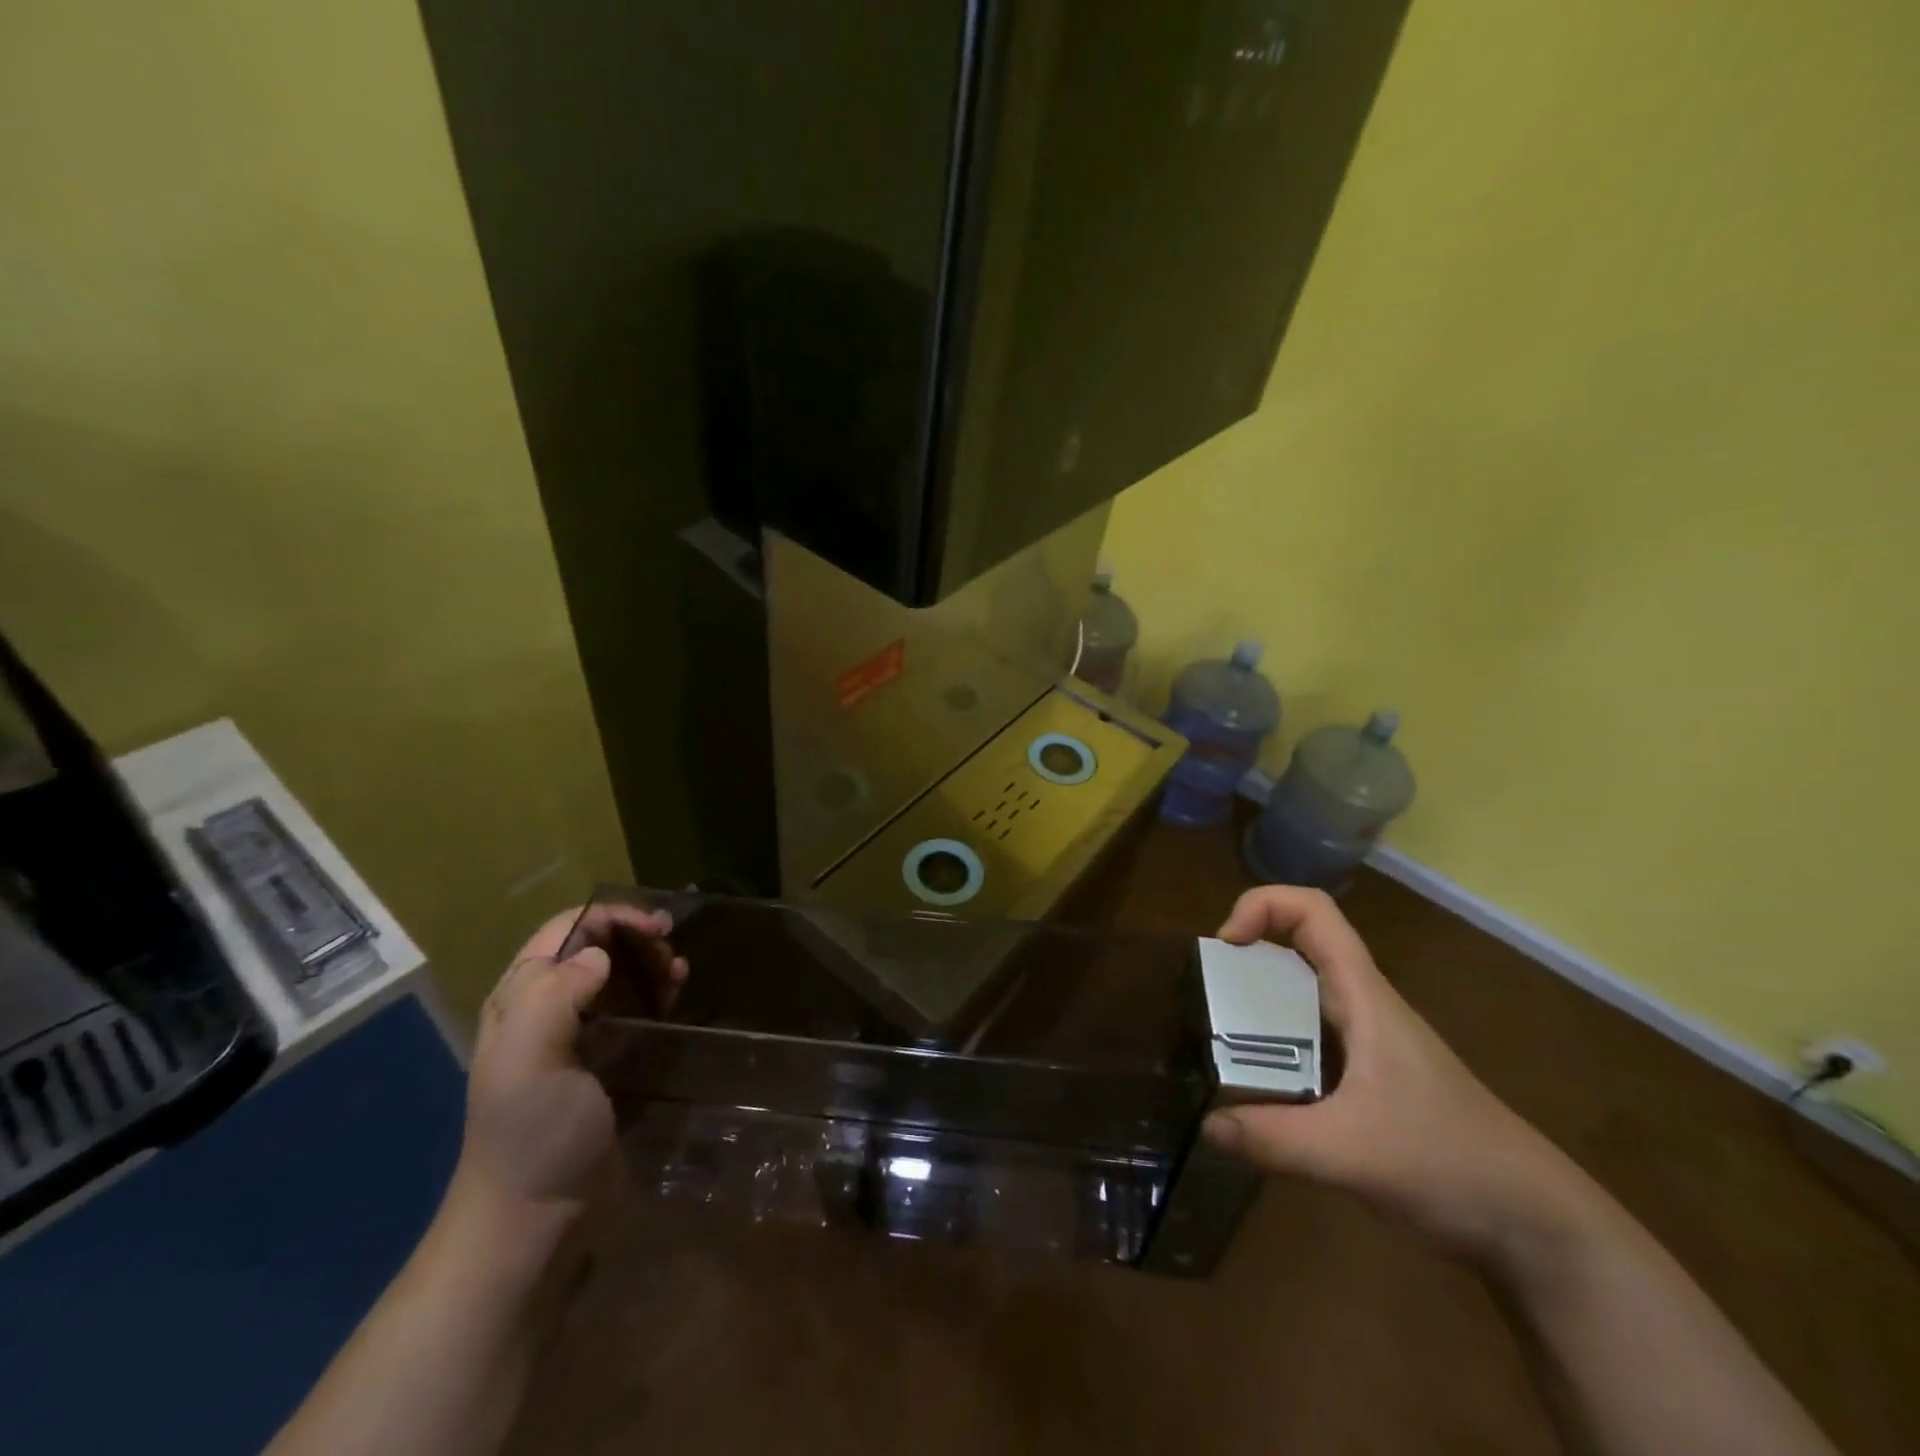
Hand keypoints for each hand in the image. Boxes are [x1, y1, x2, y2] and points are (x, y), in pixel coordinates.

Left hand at [455, 904, 686, 1217]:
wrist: (537, 1216)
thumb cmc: (533, 1134)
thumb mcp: (527, 1062)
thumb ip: (553, 997)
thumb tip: (599, 955)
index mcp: (520, 999)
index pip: (565, 929)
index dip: (611, 917)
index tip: (656, 927)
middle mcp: (545, 1007)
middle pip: (595, 946)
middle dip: (635, 937)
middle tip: (671, 952)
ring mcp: (577, 1034)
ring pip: (617, 974)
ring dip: (650, 963)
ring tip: (680, 972)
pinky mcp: (605, 1059)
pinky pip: (632, 1007)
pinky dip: (656, 992)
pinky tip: (677, 995)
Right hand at [1204, 886, 1591, 1267]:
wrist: (1536, 1226)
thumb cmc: (1450, 1163)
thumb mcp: (1352, 1153)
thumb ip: (1273, 1139)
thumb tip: (1205, 1125)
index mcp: (1363, 996)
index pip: (1313, 911)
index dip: (1261, 905)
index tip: (1225, 947)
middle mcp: (1362, 1006)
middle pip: (1299, 946)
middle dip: (1247, 956)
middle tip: (1208, 998)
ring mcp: (1367, 1044)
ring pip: (1302, 995)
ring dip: (1257, 1003)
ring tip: (1218, 1042)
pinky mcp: (1368, 1080)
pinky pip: (1307, 1040)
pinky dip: (1273, 1046)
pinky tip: (1256, 1090)